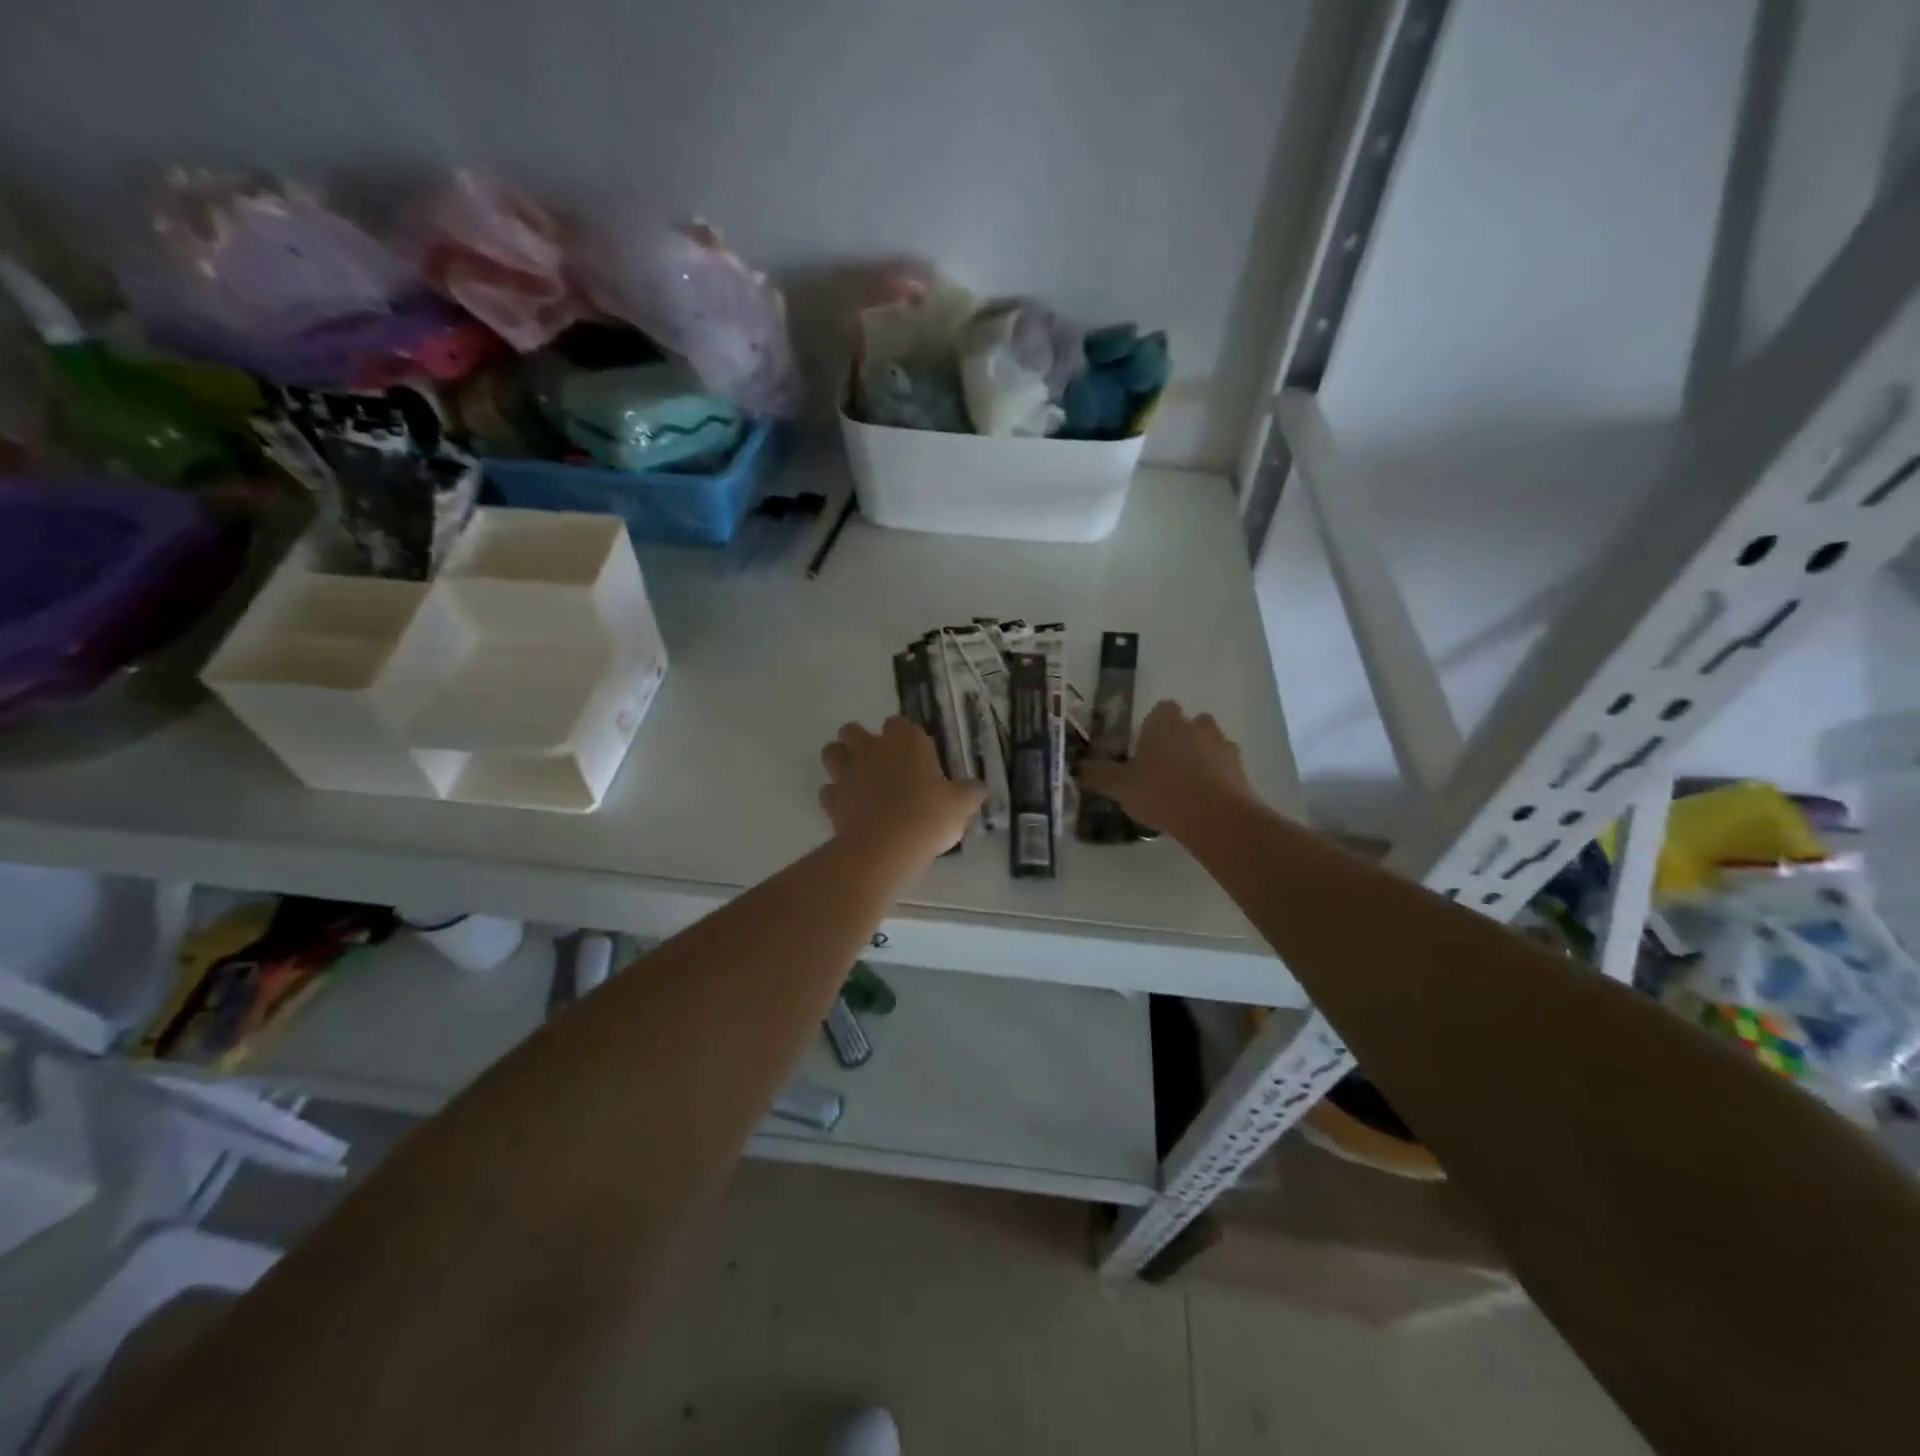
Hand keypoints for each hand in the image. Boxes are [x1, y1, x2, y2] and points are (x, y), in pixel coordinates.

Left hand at [820, 717, 984, 863]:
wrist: (887, 846)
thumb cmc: (929, 815)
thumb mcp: (961, 804)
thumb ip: (969, 792)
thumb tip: (979, 788)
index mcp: (905, 741)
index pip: (898, 723)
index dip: (903, 737)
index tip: (914, 755)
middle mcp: (871, 748)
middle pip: (853, 730)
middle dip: (860, 742)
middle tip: (879, 764)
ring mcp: (847, 772)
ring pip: (832, 752)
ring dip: (841, 762)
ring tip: (857, 781)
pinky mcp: (831, 799)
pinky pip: (828, 791)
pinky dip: (836, 797)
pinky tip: (850, 811)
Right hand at [1077, 701, 1255, 837]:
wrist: (1216, 817)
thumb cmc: (1161, 792)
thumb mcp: (1119, 786)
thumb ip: (1098, 775)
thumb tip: (1077, 768)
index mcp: (1165, 721)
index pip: (1160, 710)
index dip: (1151, 727)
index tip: (1142, 749)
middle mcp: (1196, 725)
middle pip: (1188, 725)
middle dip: (1178, 740)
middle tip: (1161, 768)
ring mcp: (1223, 746)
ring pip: (1209, 745)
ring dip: (1199, 759)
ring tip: (1183, 789)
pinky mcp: (1241, 770)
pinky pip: (1224, 769)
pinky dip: (1215, 780)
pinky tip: (1201, 803)